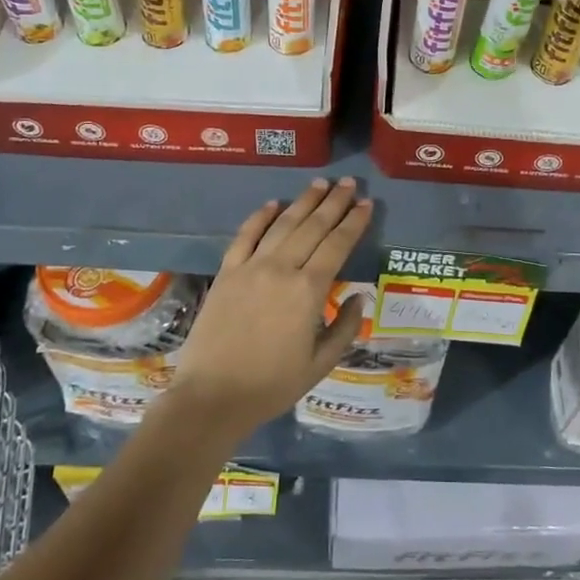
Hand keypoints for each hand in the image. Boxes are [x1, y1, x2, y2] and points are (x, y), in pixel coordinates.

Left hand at [165, 177, 373, 442]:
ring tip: (320, 184)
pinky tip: (273, 204)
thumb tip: (358, 296)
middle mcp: (282, 269)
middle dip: (334, 202)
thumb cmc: (272, 385)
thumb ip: (344, 328)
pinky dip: (260, 217)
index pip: (338, 245)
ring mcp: (250, 267)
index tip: (367, 204)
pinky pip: (245, 236)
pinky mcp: (227, 272)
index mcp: (309, 291)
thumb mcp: (320, 364)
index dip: (354, 222)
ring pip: (282, 224)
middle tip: (349, 183)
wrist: (212, 396)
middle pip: (313, 226)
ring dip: (303, 202)